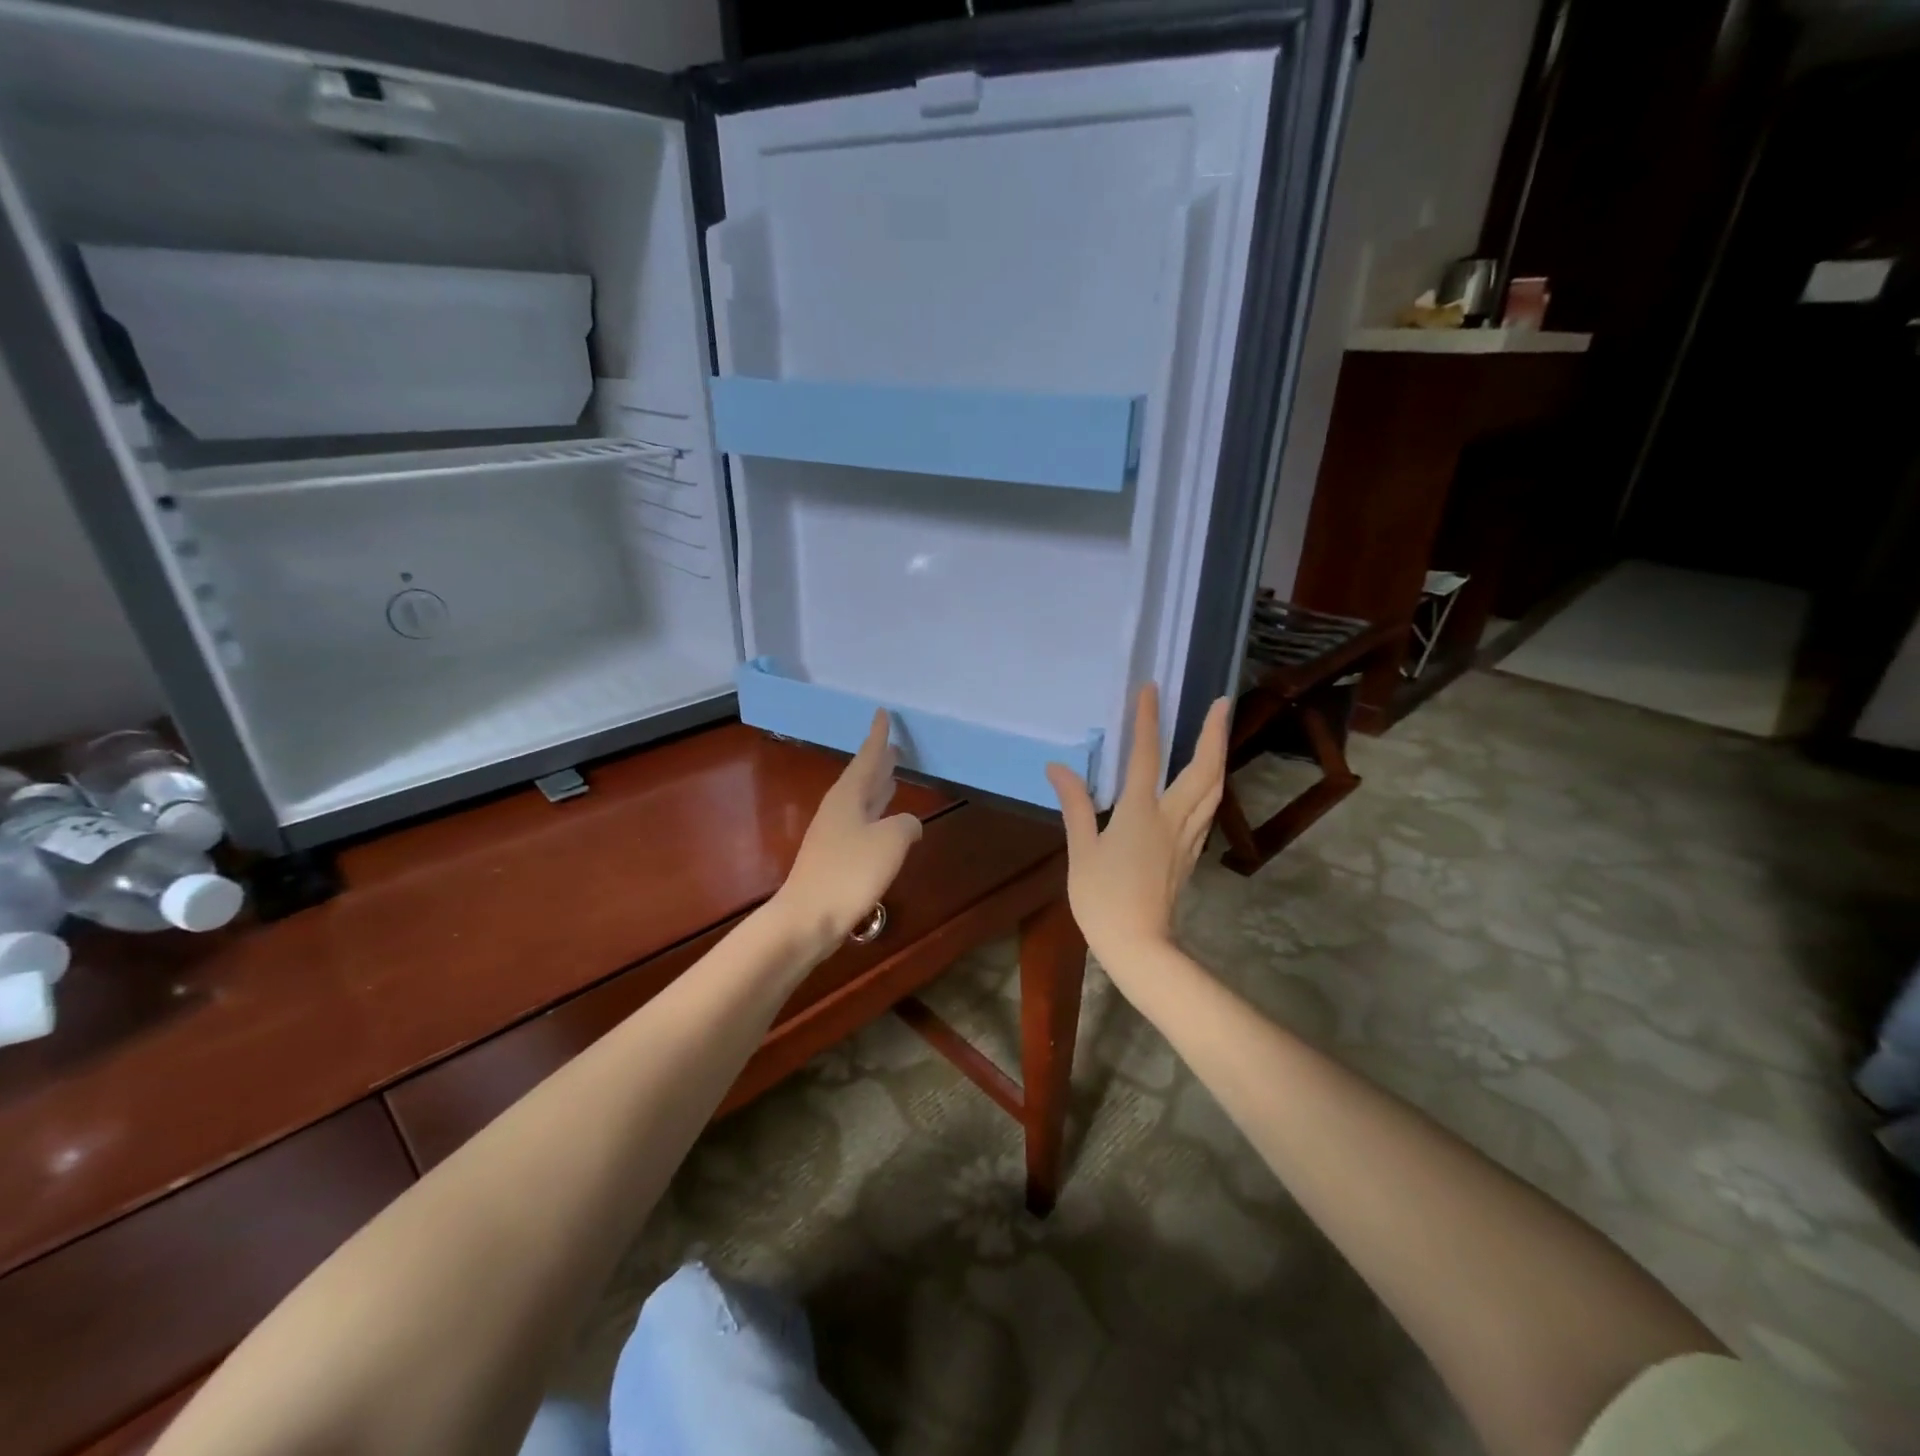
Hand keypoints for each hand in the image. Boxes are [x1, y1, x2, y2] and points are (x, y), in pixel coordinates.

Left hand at [769, 709, 923, 962]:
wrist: (807, 918)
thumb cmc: (849, 873)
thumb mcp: (890, 842)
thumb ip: (906, 825)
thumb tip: (909, 824)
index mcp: (848, 797)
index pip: (867, 758)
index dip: (877, 736)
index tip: (882, 713)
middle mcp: (838, 810)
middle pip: (862, 778)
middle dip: (879, 763)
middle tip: (894, 747)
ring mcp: (833, 835)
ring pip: (862, 802)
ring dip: (878, 789)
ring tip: (893, 777)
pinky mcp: (834, 859)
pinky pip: (861, 825)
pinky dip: (877, 816)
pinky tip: (886, 825)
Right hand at [1045, 684, 1230, 970]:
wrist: (1139, 945)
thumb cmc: (1103, 899)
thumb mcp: (1081, 851)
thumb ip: (1075, 806)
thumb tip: (1059, 768)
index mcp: (1141, 814)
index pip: (1146, 756)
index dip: (1148, 720)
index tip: (1151, 689)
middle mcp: (1172, 819)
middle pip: (1202, 769)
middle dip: (1213, 733)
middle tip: (1223, 703)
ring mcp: (1187, 837)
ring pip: (1213, 790)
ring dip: (1219, 757)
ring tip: (1220, 734)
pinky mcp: (1190, 854)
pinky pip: (1208, 811)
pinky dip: (1212, 787)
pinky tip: (1208, 785)